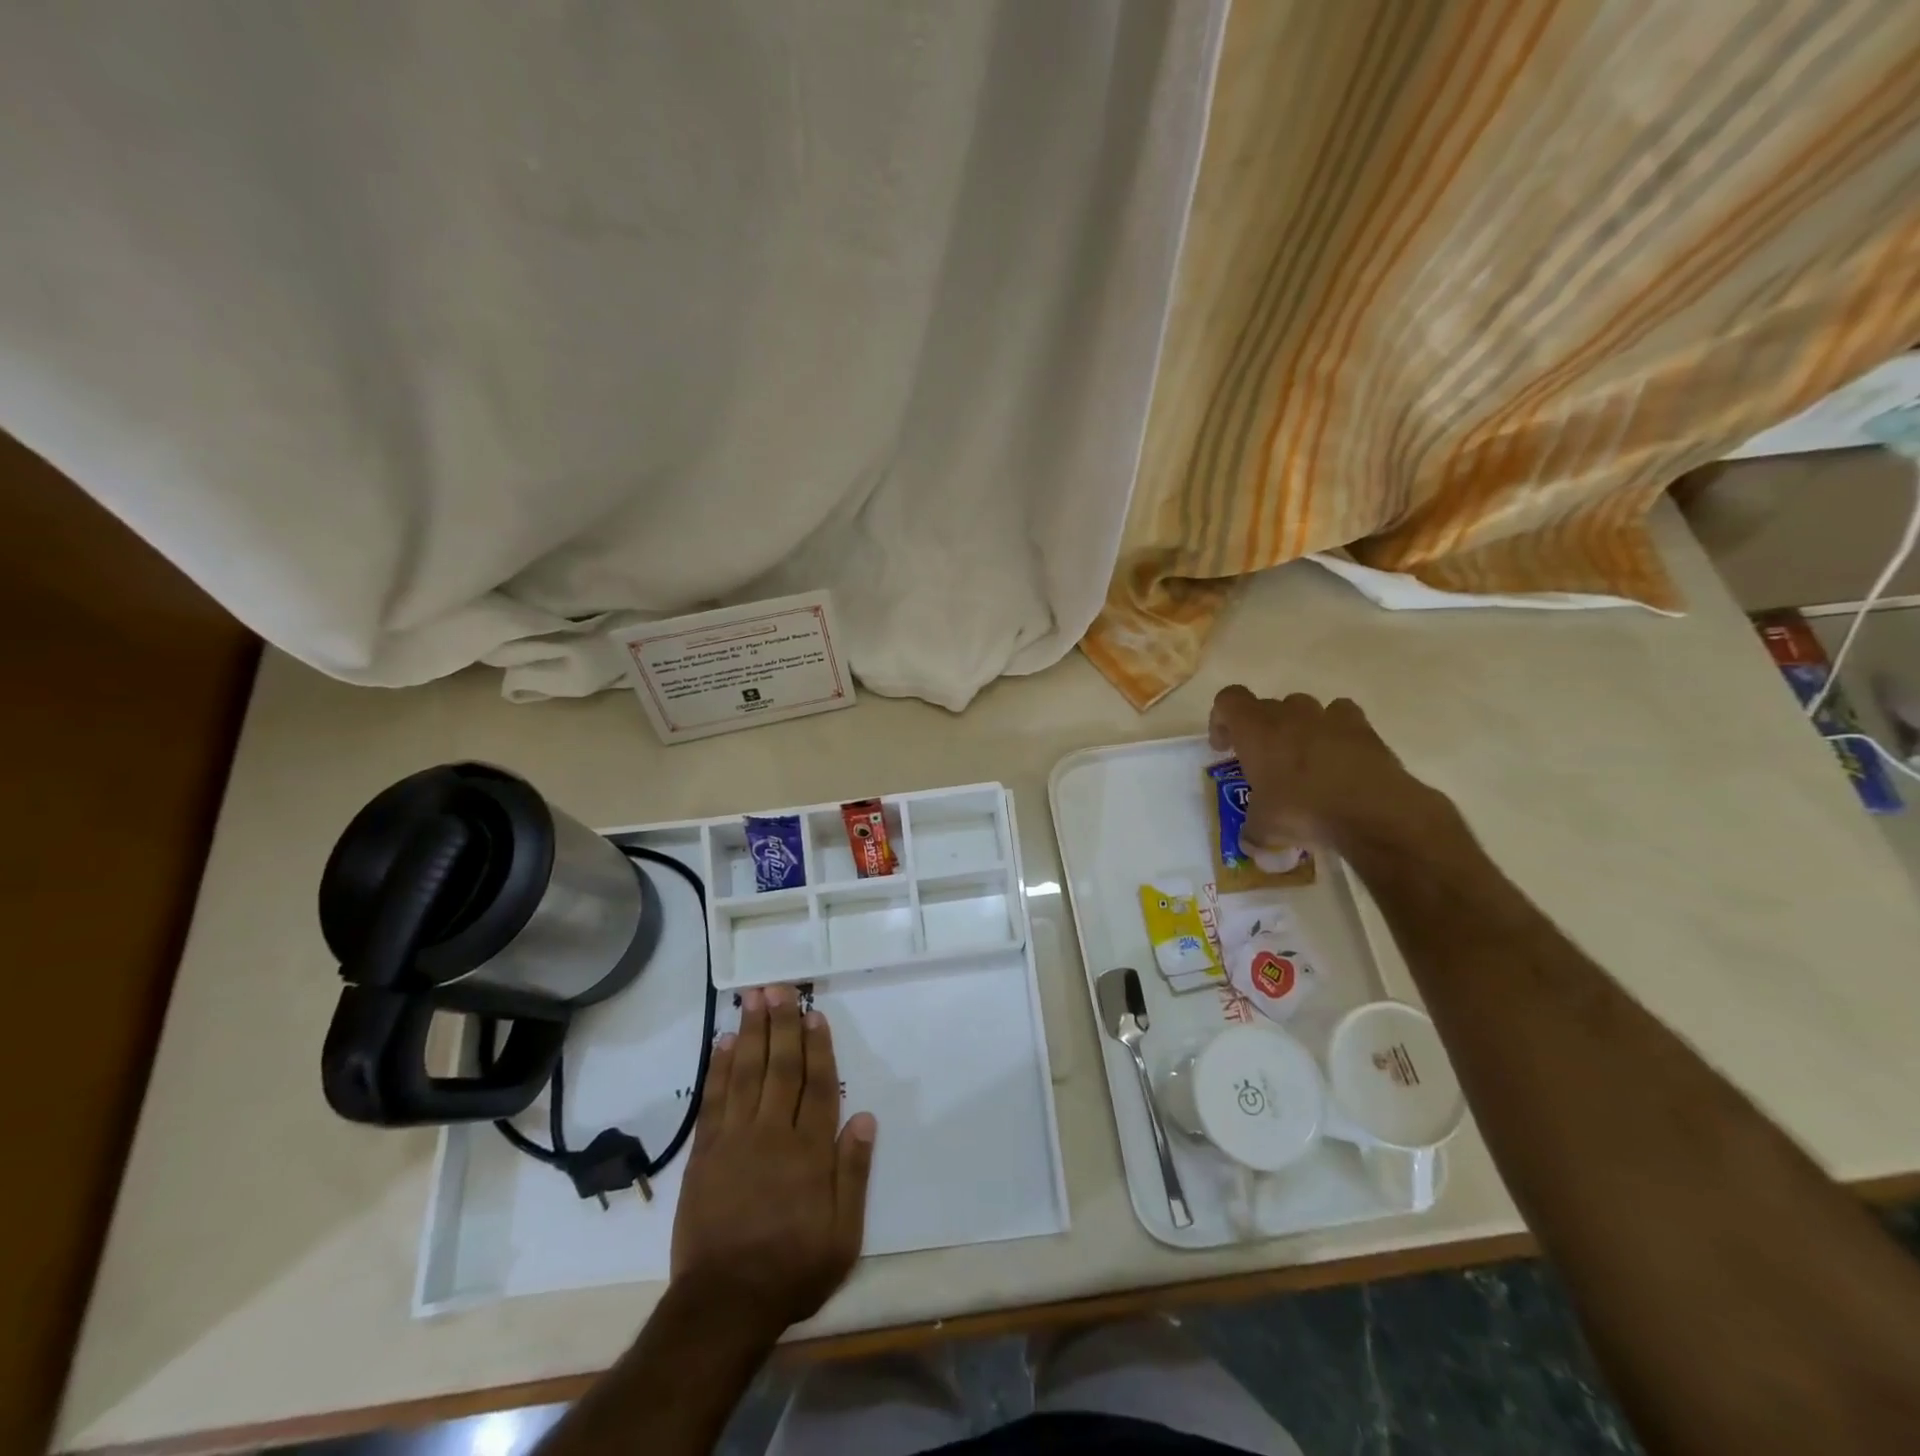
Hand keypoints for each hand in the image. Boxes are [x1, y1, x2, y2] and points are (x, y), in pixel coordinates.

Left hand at [670, 984, 876, 1340]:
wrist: (723, 1305)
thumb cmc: (792, 1269)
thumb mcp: (843, 1235)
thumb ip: (853, 1173)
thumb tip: (864, 1118)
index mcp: (810, 1151)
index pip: (818, 1086)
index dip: (817, 1048)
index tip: (814, 1015)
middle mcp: (773, 1134)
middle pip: (780, 1068)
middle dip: (782, 1025)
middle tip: (780, 988)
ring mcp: (735, 1140)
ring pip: (746, 1073)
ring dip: (751, 1033)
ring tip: (753, 999)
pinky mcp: (705, 1154)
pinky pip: (714, 1100)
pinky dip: (718, 1068)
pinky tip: (722, 1043)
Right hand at [1208, 686, 1458, 856]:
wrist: (1372, 811)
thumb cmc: (1302, 811)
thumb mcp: (1264, 828)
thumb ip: (1253, 830)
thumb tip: (1251, 843)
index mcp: (1255, 730)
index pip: (1228, 700)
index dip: (1221, 720)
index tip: (1226, 748)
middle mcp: (1288, 714)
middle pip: (1266, 706)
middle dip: (1260, 730)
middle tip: (1264, 763)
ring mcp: (1328, 717)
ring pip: (1304, 709)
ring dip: (1298, 728)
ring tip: (1304, 761)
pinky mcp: (1362, 727)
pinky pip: (1341, 717)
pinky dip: (1336, 731)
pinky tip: (1339, 757)